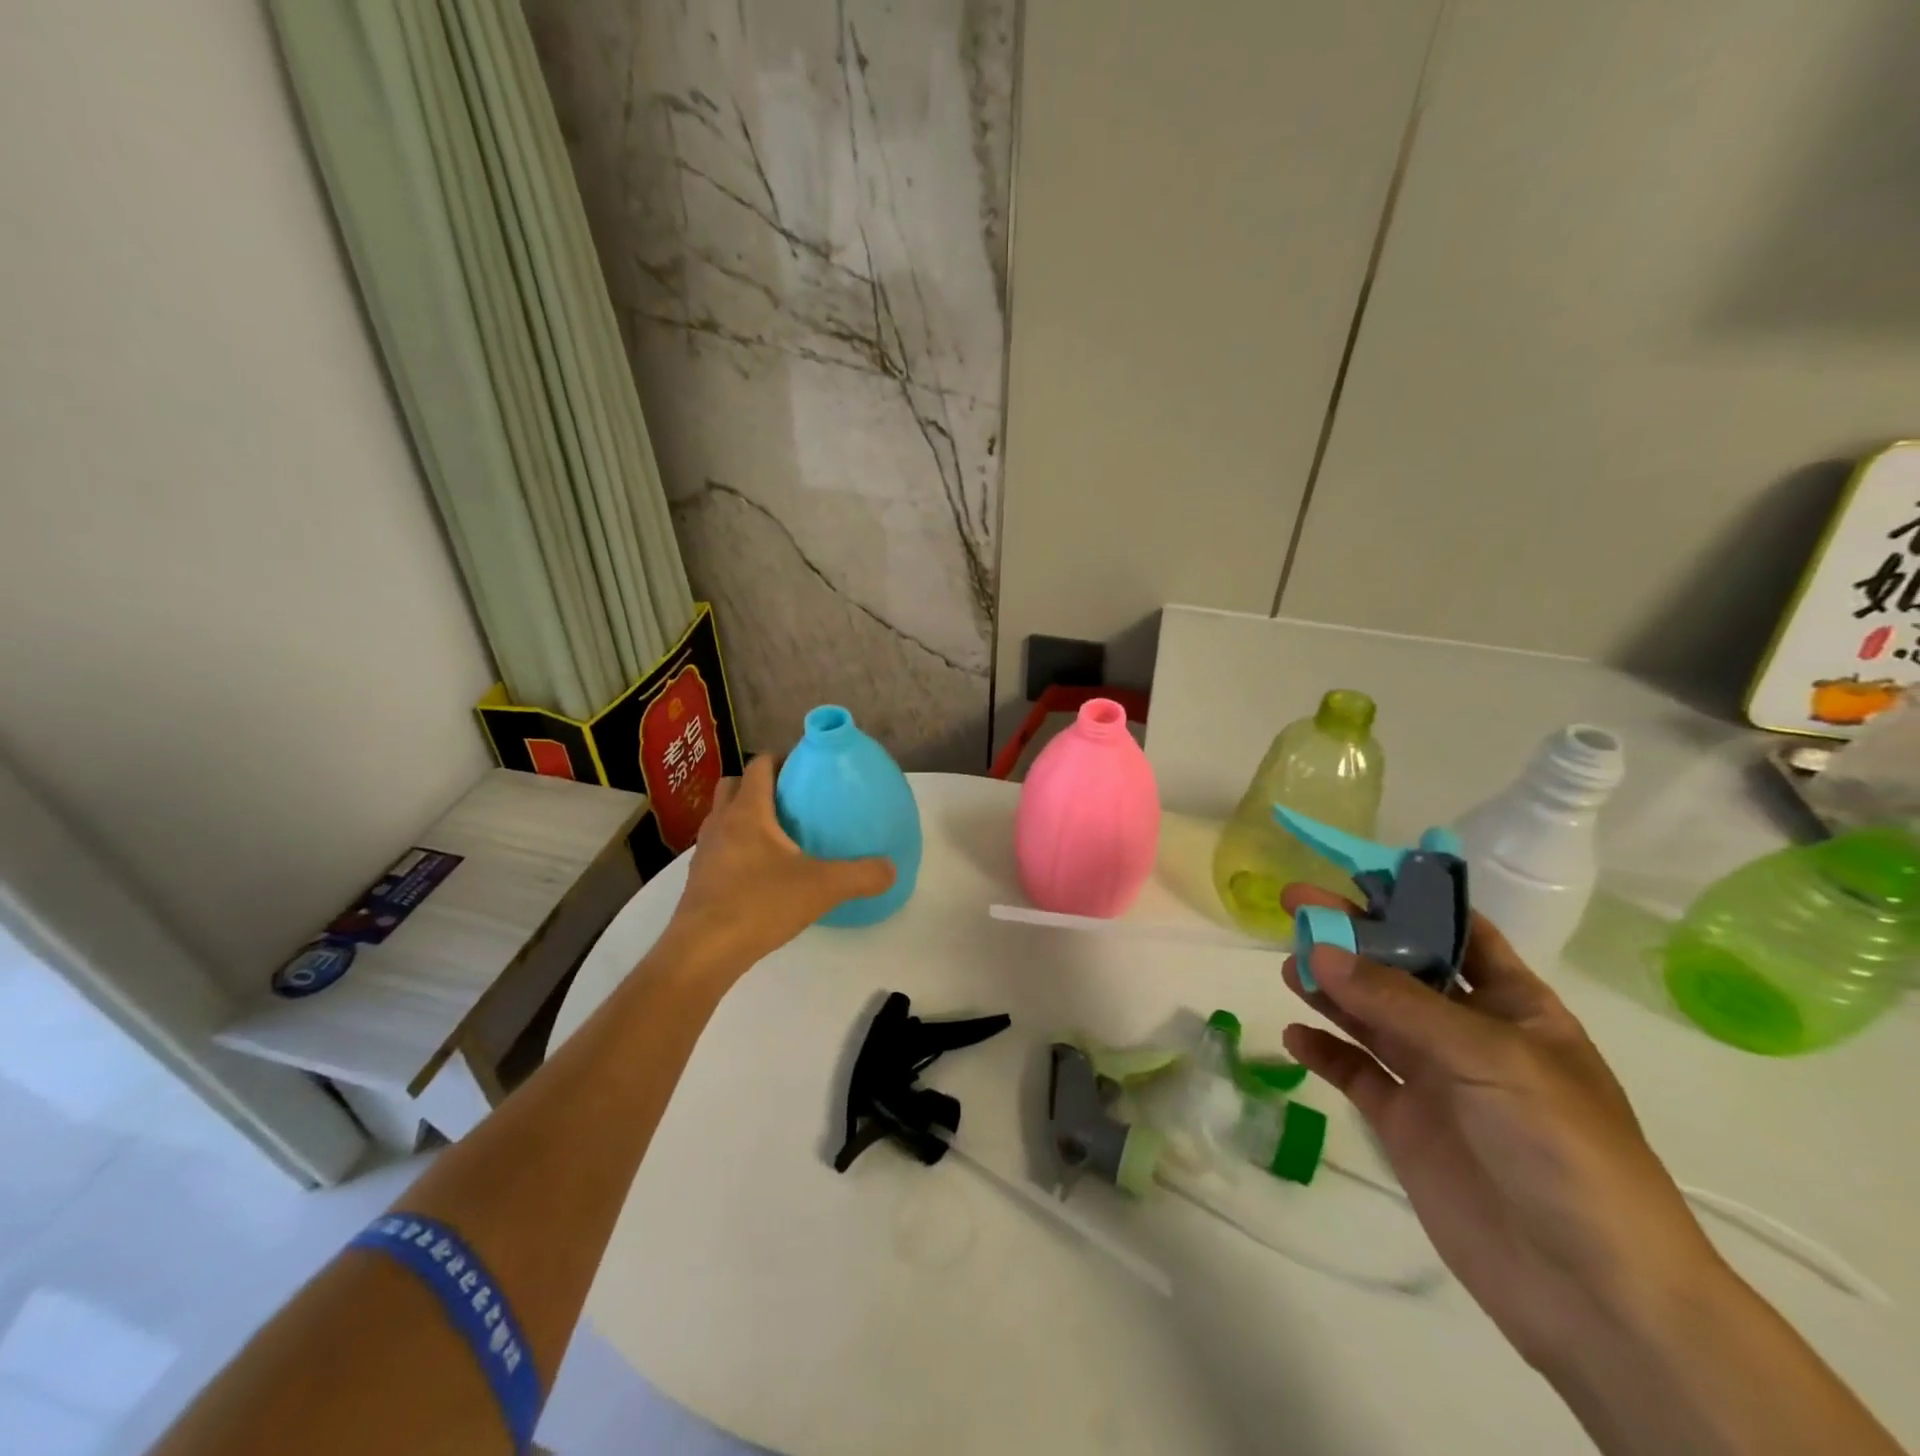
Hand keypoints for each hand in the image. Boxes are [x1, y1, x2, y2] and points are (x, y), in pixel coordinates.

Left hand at [662, 756, 894, 971]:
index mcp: (748, 812)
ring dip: (743, 817)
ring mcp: (704, 852)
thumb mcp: (822, 888)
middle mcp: (721, 823)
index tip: (805, 767)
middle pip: (733, 785)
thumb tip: (891, 869)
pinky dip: (735, 848)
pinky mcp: (698, 880)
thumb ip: (861, 875)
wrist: (703, 952)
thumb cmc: (759, 905)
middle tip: (790, 800)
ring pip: (721, 817)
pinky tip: (759, 873)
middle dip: (758, 785)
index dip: (780, 759)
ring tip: (776, 836)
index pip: (759, 765)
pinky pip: (717, 848)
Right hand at [1279, 886, 1719, 1370]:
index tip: (1350, 872)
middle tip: (1293, 909)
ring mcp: (1435, 1080)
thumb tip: (1317, 948)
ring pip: (1369, 1016)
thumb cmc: (1564, 1151)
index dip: (1409, 898)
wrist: (1594, 1295)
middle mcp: (1470, 1035)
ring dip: (1329, 989)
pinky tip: (1294, 1037)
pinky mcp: (1405, 1123)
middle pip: (1399, 968)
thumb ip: (1397, 1002)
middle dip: (1350, 937)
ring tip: (1288, 968)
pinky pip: (1355, 1072)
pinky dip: (1324, 1052)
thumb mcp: (1490, 1058)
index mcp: (1515, 1007)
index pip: (1457, 932)